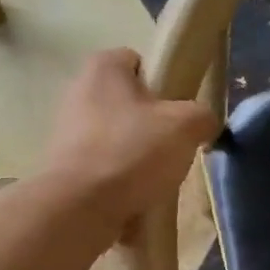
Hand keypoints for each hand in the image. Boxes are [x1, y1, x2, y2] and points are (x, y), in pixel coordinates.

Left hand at [42, 49, 216, 228]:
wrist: (81, 207)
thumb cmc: (132, 151)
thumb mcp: (185, 126)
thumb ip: (203, 116)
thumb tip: (204, 123)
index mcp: (103, 67)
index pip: (140, 62)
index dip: (165, 83)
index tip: (179, 111)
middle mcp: (79, 90)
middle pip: (130, 102)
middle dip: (153, 123)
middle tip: (174, 146)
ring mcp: (67, 130)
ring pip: (118, 136)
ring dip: (138, 154)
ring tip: (156, 177)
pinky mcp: (65, 165)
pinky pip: (104, 165)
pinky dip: (121, 178)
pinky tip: (136, 195)